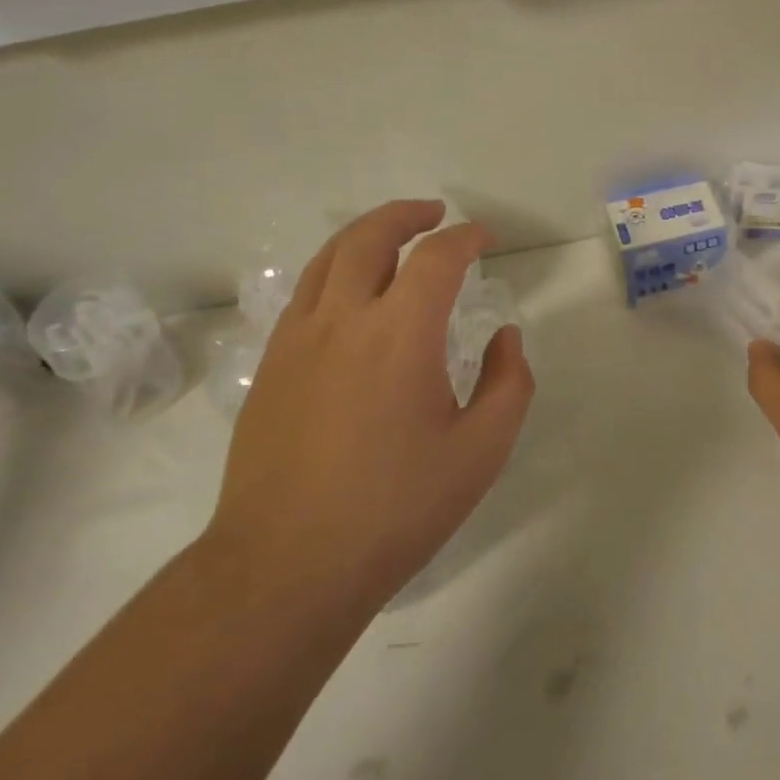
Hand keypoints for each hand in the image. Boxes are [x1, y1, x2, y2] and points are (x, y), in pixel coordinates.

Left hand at [204, 201, 535, 622]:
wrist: (285, 566)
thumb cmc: (394, 509)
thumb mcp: (480, 453)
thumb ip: (508, 383)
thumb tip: (505, 336)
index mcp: (400, 332)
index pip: (438, 256)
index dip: (467, 237)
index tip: (485, 239)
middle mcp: (344, 318)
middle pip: (371, 236)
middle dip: (407, 215)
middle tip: (435, 213)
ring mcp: (298, 338)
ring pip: (329, 257)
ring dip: (366, 233)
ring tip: (391, 236)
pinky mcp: (271, 364)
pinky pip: (305, 292)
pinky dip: (334, 269)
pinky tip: (349, 293)